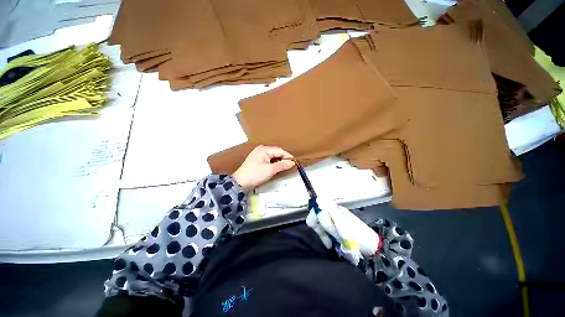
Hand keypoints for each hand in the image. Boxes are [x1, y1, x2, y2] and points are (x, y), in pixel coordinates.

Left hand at [232, 145, 294, 190]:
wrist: (240, 183)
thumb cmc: (255, 175)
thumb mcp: (270, 170)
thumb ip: (282, 165)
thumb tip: (292, 162)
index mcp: (264, 149)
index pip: (280, 151)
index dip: (288, 156)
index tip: (294, 163)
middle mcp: (261, 149)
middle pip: (276, 152)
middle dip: (283, 159)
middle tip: (290, 166)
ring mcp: (258, 154)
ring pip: (273, 156)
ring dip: (279, 161)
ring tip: (284, 167)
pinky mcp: (257, 160)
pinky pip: (269, 159)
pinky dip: (274, 163)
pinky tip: (276, 168)